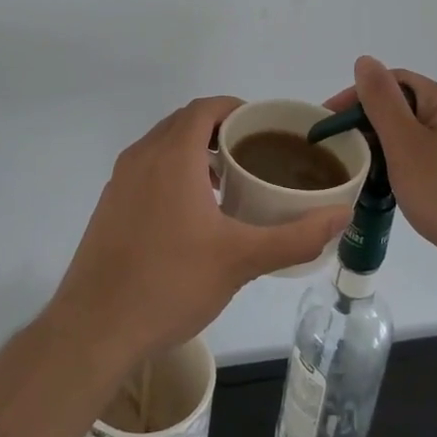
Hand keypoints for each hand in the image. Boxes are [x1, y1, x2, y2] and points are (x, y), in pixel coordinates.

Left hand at [47, 97, 351, 363]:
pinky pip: (147, 170)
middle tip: (254, 154)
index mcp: (172, 155)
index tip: (264, 127)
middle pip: (184, 123)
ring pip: (162, 146)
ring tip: (228, 183)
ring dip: (195, 152)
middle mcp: (142, 156)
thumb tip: (341, 215)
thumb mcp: (241, 260)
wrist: (95, 328)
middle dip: (219, 130)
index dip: (236, 108)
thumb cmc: (171, 283)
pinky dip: (173, 172)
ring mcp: (120, 181)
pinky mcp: (109, 205)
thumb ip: (295, 236)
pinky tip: (192, 214)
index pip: (206, 108)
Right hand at [330, 57, 436, 299]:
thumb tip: (365, 61)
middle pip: (406, 108)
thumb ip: (382, 100)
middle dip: (370, 124)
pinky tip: (393, 190)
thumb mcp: (406, 143)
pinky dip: (405, 169)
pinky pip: (429, 162)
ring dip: (386, 149)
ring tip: (362, 171)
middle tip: (342, 150)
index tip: (329, 123)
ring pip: (416, 138)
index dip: (358, 96)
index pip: (395, 81)